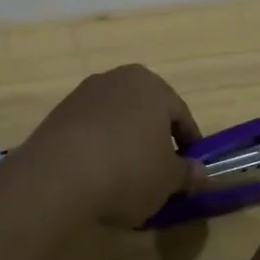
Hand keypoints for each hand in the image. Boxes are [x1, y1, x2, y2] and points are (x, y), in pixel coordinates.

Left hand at [18, 65, 207, 226]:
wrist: (57, 177)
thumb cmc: (128, 169)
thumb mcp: (169, 179)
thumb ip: (188, 173)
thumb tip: (202, 173)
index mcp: (151, 85)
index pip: (180, 114)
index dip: (189, 143)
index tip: (191, 170)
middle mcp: (117, 79)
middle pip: (145, 112)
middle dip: (154, 140)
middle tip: (160, 173)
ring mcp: (83, 95)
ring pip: (116, 121)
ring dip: (124, 144)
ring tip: (126, 180)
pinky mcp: (57, 115)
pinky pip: (89, 132)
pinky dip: (98, 150)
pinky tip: (97, 178)